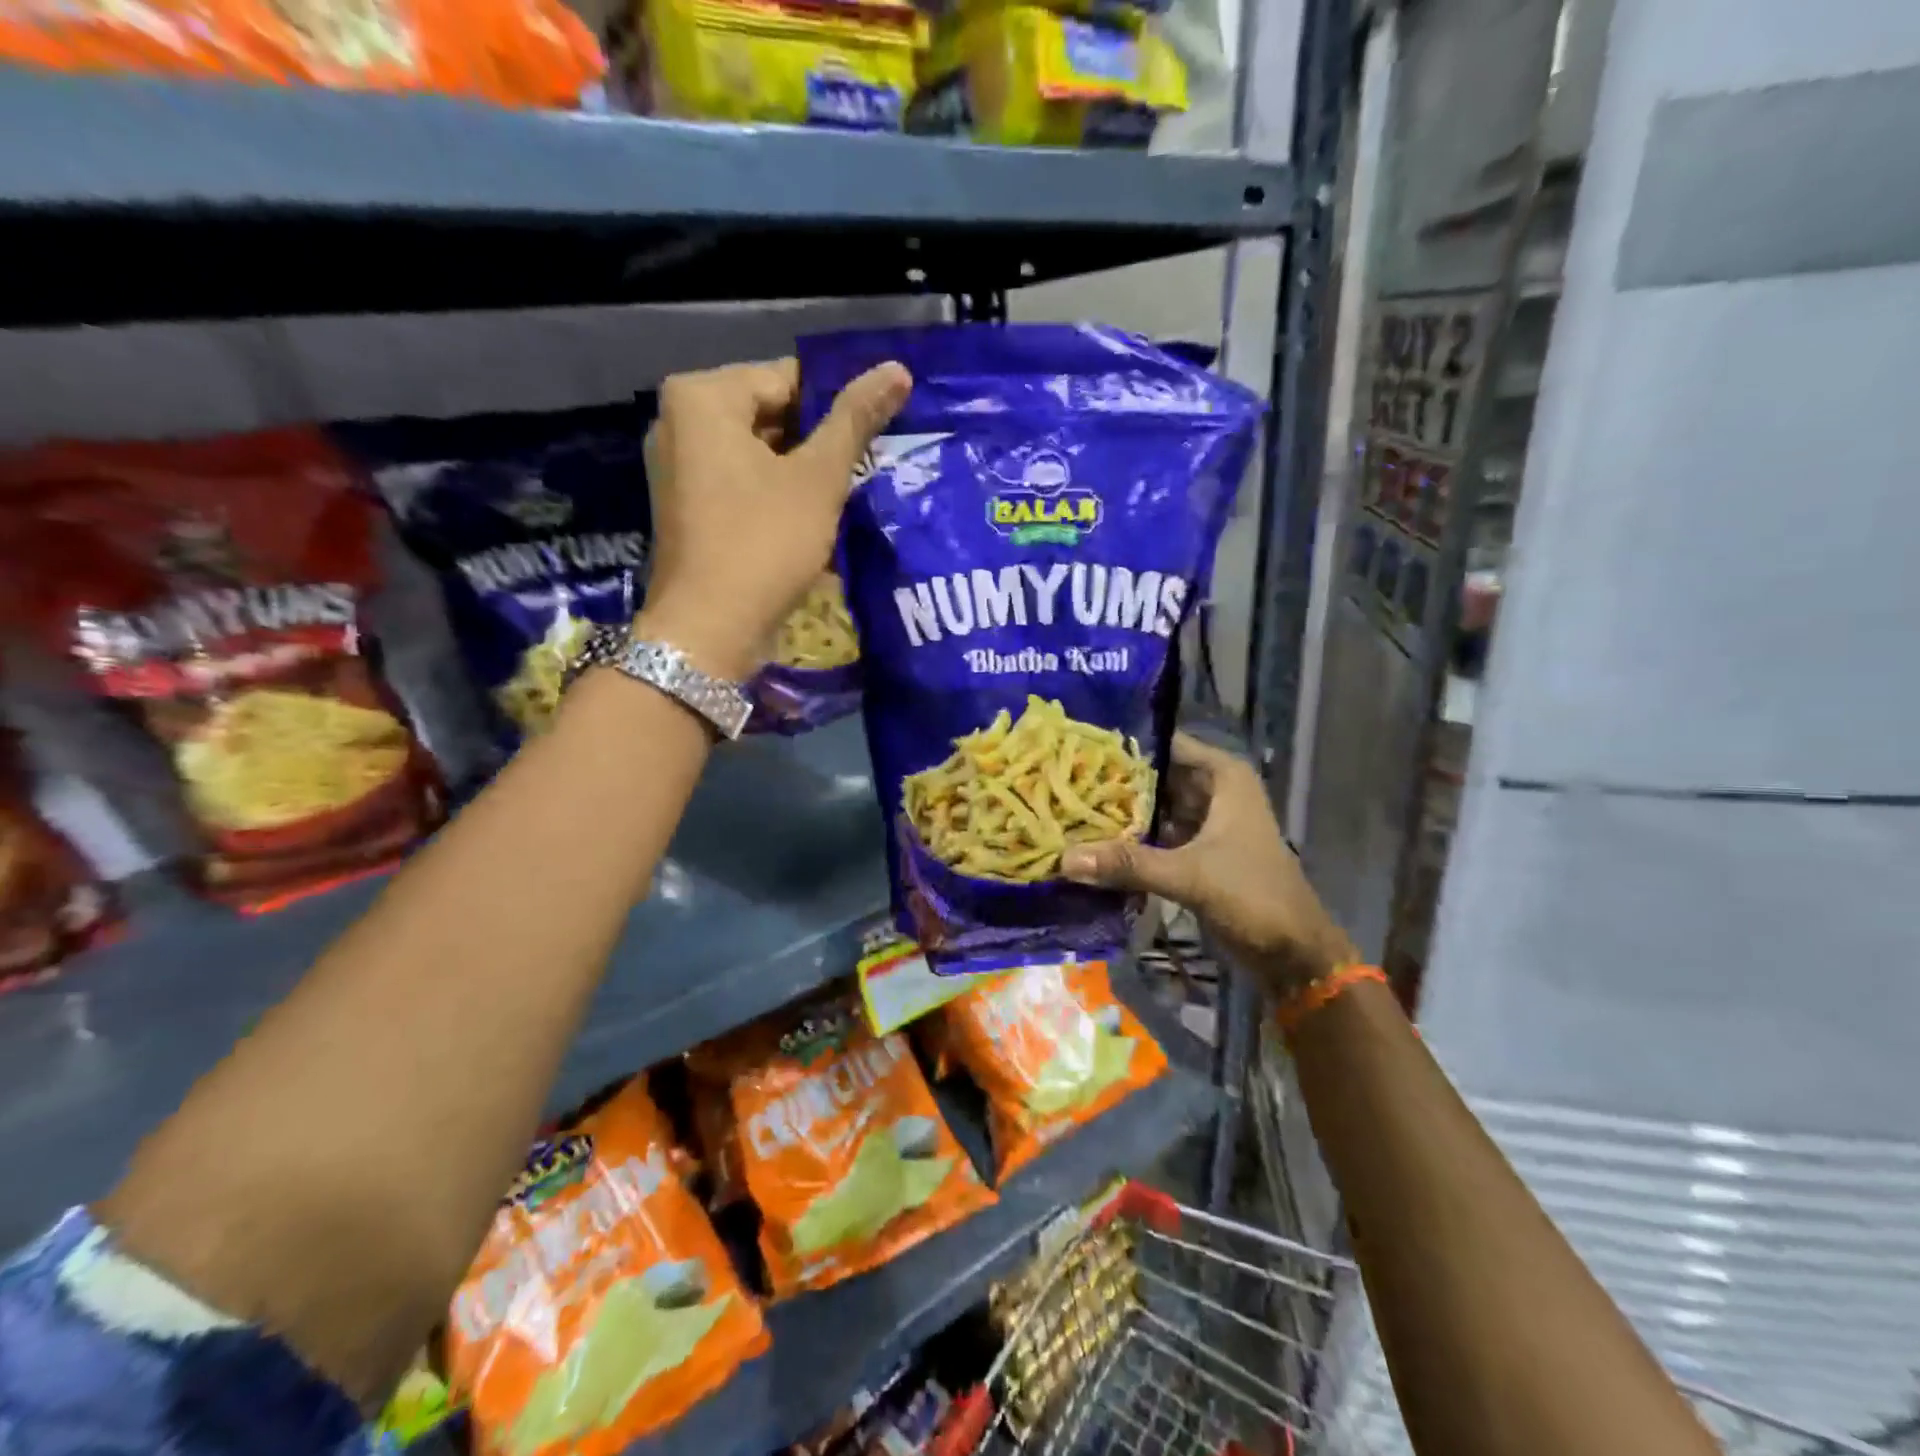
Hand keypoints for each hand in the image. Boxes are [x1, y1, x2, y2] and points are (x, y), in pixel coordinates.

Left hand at [637, 356, 910, 678]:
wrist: (709, 630)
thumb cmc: (764, 542)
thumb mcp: (818, 478)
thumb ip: (855, 419)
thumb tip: (897, 368)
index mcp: (701, 397)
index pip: (787, 378)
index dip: (837, 406)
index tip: (876, 435)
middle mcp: (678, 421)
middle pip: (770, 416)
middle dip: (819, 443)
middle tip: (866, 468)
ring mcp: (678, 468)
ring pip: (758, 455)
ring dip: (802, 474)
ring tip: (847, 496)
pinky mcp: (686, 508)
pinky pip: (741, 485)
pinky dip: (776, 497)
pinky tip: (812, 522)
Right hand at [1059, 732, 1357, 995]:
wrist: (1293, 952)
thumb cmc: (1254, 896)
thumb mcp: (1190, 875)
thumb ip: (1129, 864)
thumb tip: (1064, 859)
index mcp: (1222, 777)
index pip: (1164, 744)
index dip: (1124, 744)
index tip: (1076, 746)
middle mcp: (1211, 791)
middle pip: (1153, 776)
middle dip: (1112, 781)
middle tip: (1060, 779)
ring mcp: (1203, 822)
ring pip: (1152, 807)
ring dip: (1117, 812)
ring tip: (1065, 806)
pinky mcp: (1194, 852)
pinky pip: (1153, 836)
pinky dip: (1128, 840)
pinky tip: (1089, 841)